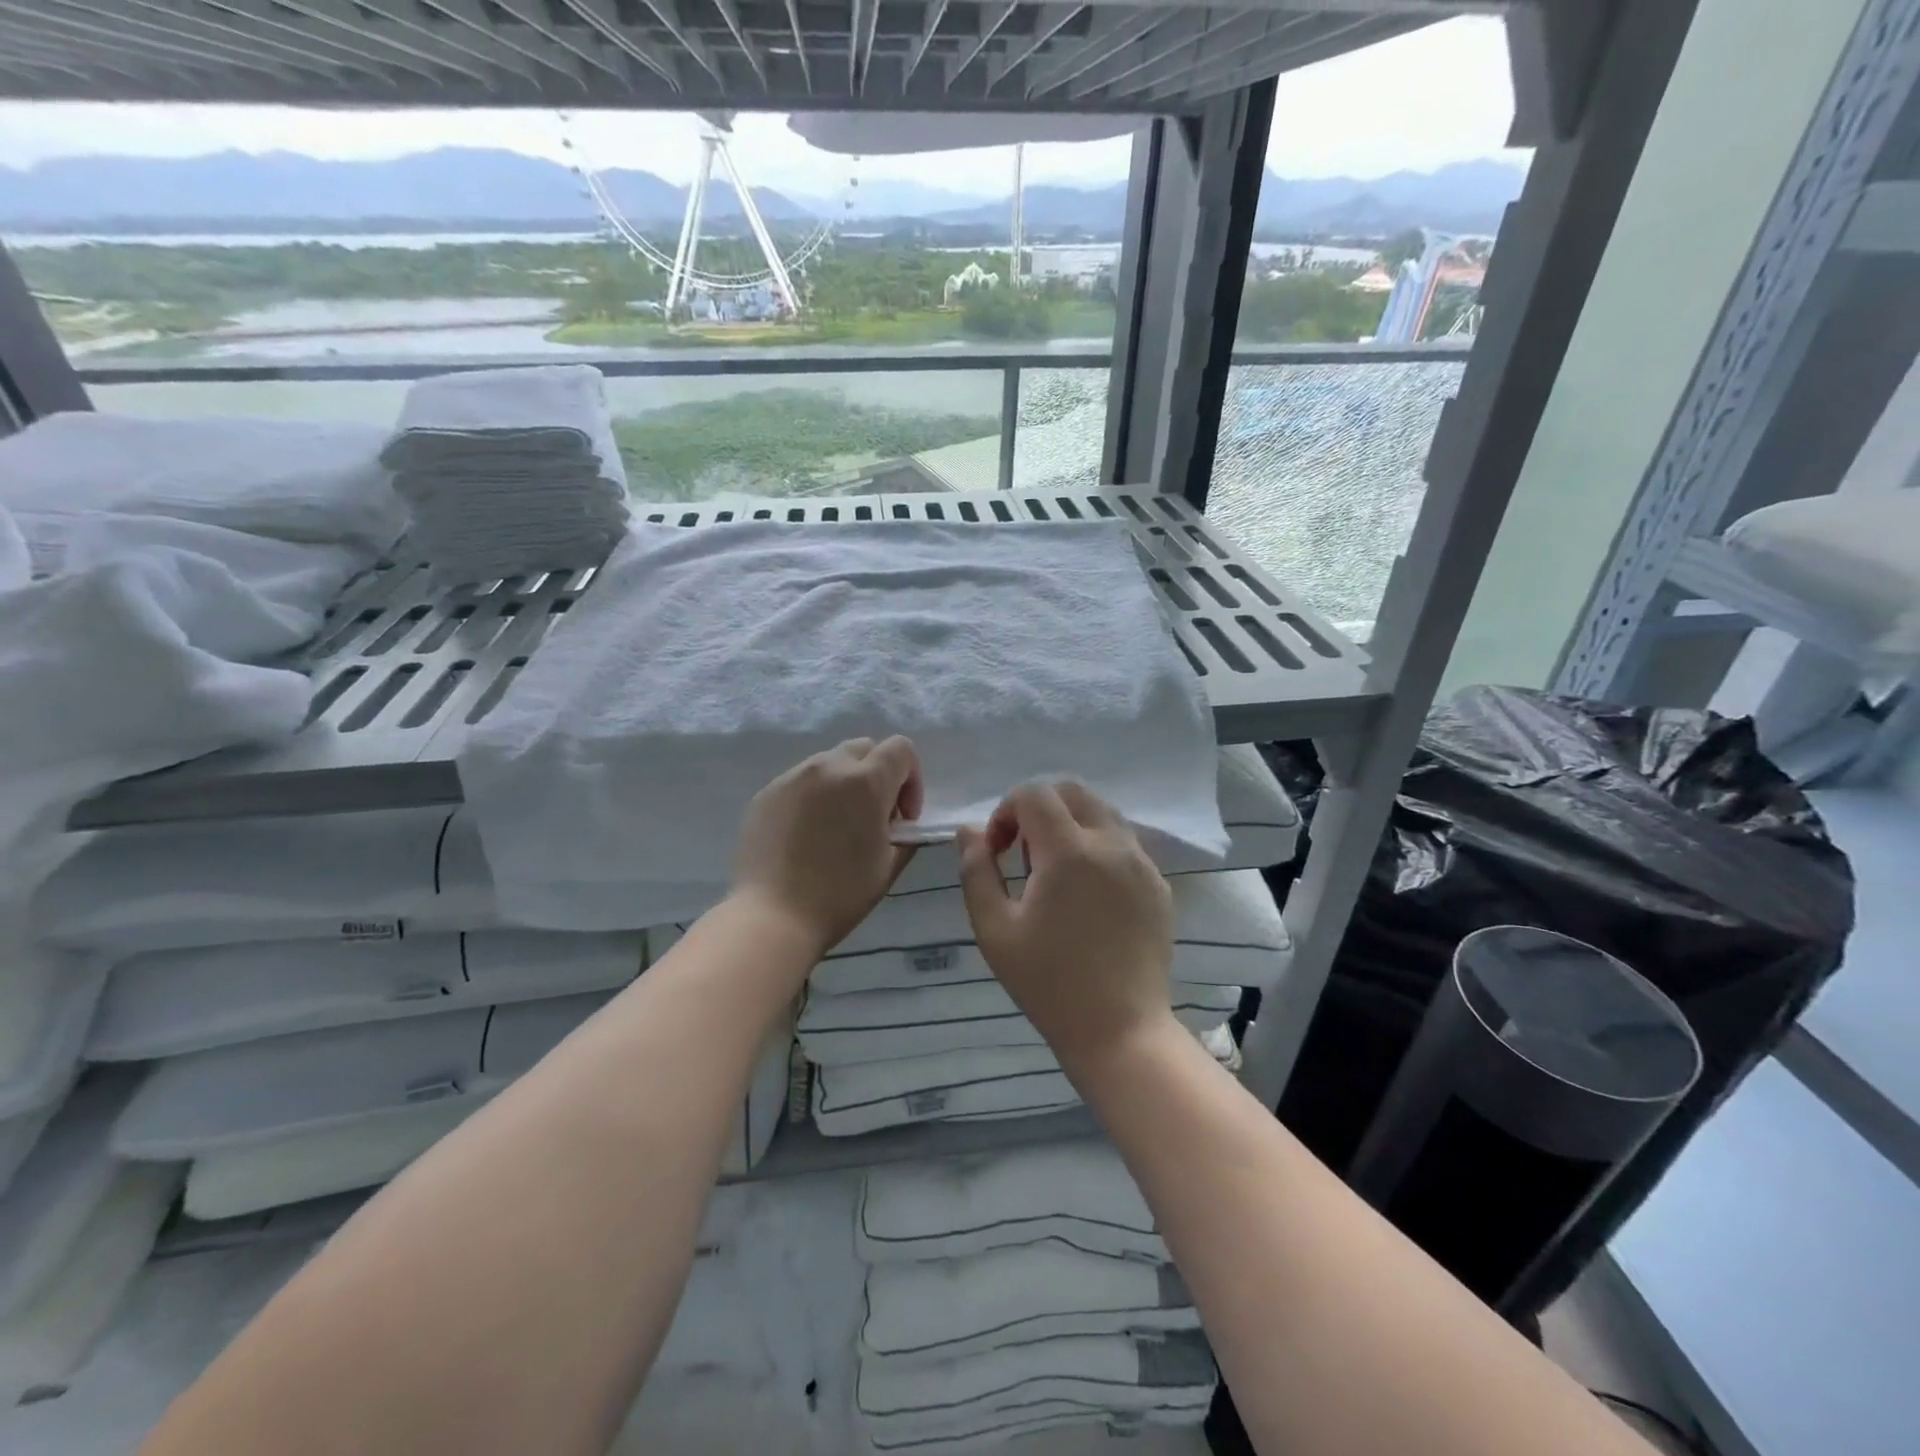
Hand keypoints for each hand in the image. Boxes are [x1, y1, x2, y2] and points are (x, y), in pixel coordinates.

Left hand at [732, 736, 923, 956]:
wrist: (773, 916)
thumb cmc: (840, 894)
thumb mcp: (889, 864)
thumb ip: (905, 833)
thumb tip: (899, 822)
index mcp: (866, 781)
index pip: (901, 749)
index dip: (912, 779)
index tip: (903, 817)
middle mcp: (828, 767)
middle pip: (865, 748)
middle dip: (878, 775)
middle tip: (874, 816)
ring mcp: (792, 776)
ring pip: (830, 762)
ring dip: (845, 784)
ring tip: (837, 825)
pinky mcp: (767, 793)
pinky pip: (801, 781)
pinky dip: (815, 796)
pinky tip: (807, 834)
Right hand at [957, 781, 1174, 1068]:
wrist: (1120, 1030)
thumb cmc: (1048, 983)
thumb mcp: (994, 930)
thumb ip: (977, 871)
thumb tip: (969, 831)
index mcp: (1069, 852)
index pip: (1034, 794)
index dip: (1006, 812)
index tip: (998, 851)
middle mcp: (1112, 844)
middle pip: (1072, 791)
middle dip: (1039, 808)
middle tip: (1024, 855)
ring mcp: (1142, 862)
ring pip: (1101, 812)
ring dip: (1070, 824)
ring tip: (1055, 874)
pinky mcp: (1159, 884)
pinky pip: (1124, 842)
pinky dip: (1097, 846)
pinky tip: (1087, 894)